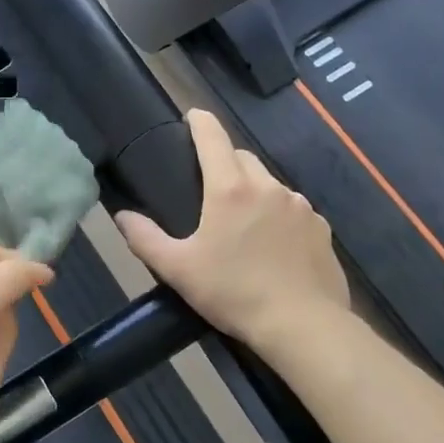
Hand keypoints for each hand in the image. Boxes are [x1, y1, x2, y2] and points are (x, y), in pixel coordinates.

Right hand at [115, 109, 349, 346]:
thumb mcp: (178, 270)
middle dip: (225, 161)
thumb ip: (145, 239)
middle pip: (242, 158)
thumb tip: (122, 216)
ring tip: (241, 224)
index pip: (213, 138)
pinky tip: (272, 246)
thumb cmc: (233, 293)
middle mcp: (268, 187)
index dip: (200, 122)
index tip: (191, 116)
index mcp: (230, 190)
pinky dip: (278, 216)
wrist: (303, 326)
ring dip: (253, 192)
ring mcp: (300, 206)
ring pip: (270, 185)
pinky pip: (293, 210)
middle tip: (208, 187)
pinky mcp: (321, 228)